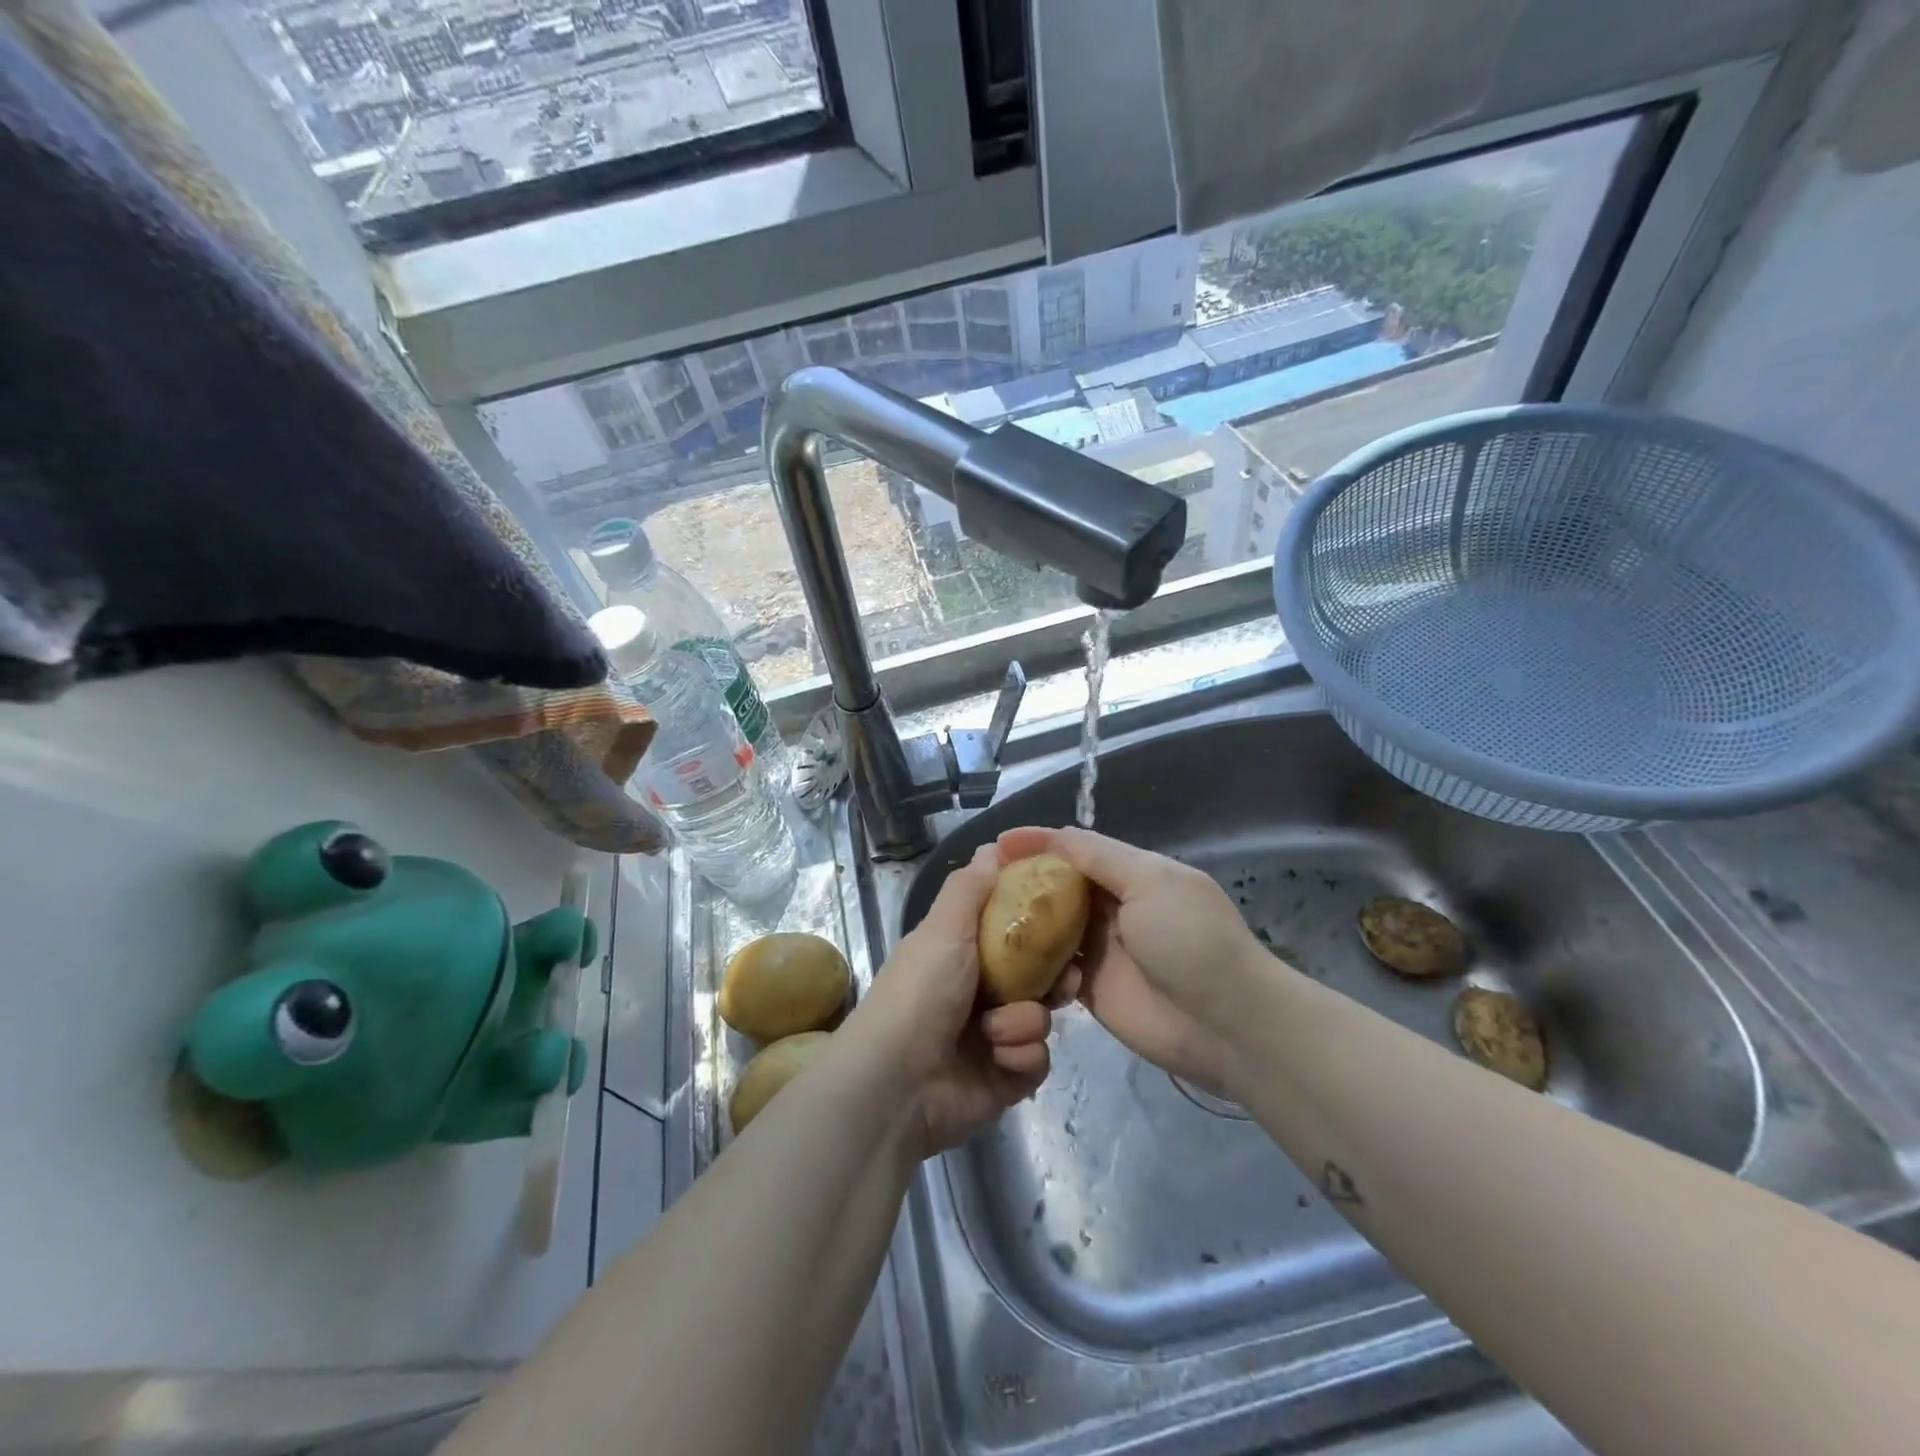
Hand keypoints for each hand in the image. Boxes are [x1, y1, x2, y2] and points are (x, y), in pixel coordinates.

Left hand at [841, 845, 1055, 1157]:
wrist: (895, 1085)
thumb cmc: (920, 993)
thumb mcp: (943, 928)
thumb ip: (970, 887)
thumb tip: (994, 845)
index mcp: (961, 953)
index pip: (1013, 931)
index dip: (1041, 924)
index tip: (1067, 915)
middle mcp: (979, 992)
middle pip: (1038, 975)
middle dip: (1053, 976)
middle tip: (1066, 977)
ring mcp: (993, 1037)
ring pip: (1041, 1017)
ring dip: (1023, 1021)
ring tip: (995, 1032)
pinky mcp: (1005, 1077)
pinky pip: (1038, 1059)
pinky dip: (1020, 1056)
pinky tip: (997, 1059)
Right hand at [998, 827, 1266, 1097]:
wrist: (1227, 1025)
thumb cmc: (1190, 940)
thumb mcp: (1150, 882)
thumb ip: (1099, 858)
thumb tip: (1053, 835)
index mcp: (1132, 873)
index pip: (1076, 849)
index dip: (1039, 842)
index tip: (999, 843)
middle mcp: (1114, 906)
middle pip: (1059, 886)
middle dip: (1023, 879)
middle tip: (979, 879)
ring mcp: (1102, 949)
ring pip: (1052, 926)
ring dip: (1023, 920)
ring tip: (981, 916)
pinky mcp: (1093, 988)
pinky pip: (1054, 968)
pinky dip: (1033, 961)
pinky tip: (1005, 956)